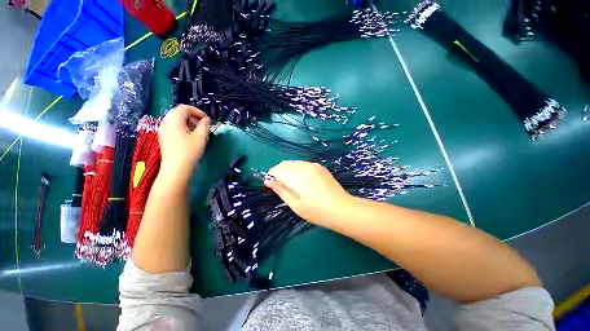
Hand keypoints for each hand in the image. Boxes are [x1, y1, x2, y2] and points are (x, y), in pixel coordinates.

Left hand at [158, 105, 210, 180]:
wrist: (176, 169)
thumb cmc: (189, 151)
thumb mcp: (201, 137)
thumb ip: (205, 125)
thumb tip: (207, 119)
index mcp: (174, 120)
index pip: (184, 108)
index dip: (197, 111)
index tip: (207, 120)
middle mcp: (166, 122)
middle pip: (179, 113)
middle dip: (193, 117)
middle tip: (203, 126)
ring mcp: (163, 130)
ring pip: (176, 120)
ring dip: (188, 123)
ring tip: (198, 132)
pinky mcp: (164, 138)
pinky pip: (173, 127)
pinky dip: (183, 128)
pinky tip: (190, 138)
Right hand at [264, 161, 351, 226]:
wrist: (341, 208)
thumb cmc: (316, 211)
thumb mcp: (294, 204)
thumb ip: (280, 190)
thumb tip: (268, 181)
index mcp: (295, 176)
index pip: (276, 169)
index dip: (271, 176)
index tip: (272, 185)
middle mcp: (303, 166)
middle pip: (284, 163)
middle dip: (279, 172)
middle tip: (282, 186)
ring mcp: (313, 165)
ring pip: (294, 163)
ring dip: (288, 170)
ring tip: (293, 184)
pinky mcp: (320, 167)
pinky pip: (303, 164)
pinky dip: (298, 169)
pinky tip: (303, 181)